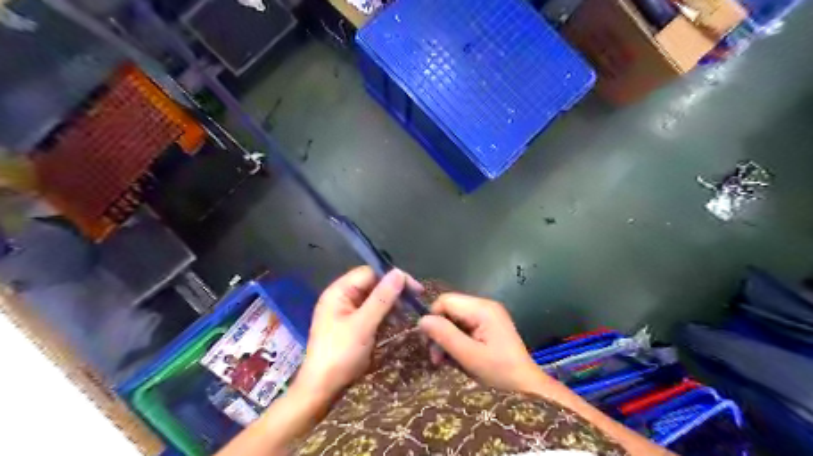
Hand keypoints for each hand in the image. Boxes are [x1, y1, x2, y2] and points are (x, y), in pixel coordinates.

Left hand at [294, 267, 418, 402]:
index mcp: (338, 291)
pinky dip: (384, 315)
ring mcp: (346, 312)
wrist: (322, 389)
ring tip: (404, 316)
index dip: (392, 277)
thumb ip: (382, 298)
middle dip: (392, 292)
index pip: (370, 273)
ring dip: (390, 304)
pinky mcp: (351, 325)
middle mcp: (341, 297)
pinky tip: (394, 323)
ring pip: (373, 299)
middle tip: (413, 303)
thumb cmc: (341, 353)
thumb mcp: (364, 324)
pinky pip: (370, 312)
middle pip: (372, 284)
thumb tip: (399, 272)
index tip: (413, 289)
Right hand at [419, 294, 545, 392]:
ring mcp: (488, 315)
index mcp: (483, 309)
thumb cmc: (500, 373)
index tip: (430, 344)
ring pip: (454, 318)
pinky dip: (456, 340)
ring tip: (444, 361)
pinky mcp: (489, 325)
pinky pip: (464, 326)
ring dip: (446, 339)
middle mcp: (485, 305)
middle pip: (449, 309)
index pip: (445, 301)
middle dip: (440, 332)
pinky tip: (457, 357)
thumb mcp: (469, 356)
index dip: (433, 319)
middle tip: (437, 358)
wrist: (527, 388)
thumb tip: (421, 320)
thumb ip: (445, 335)